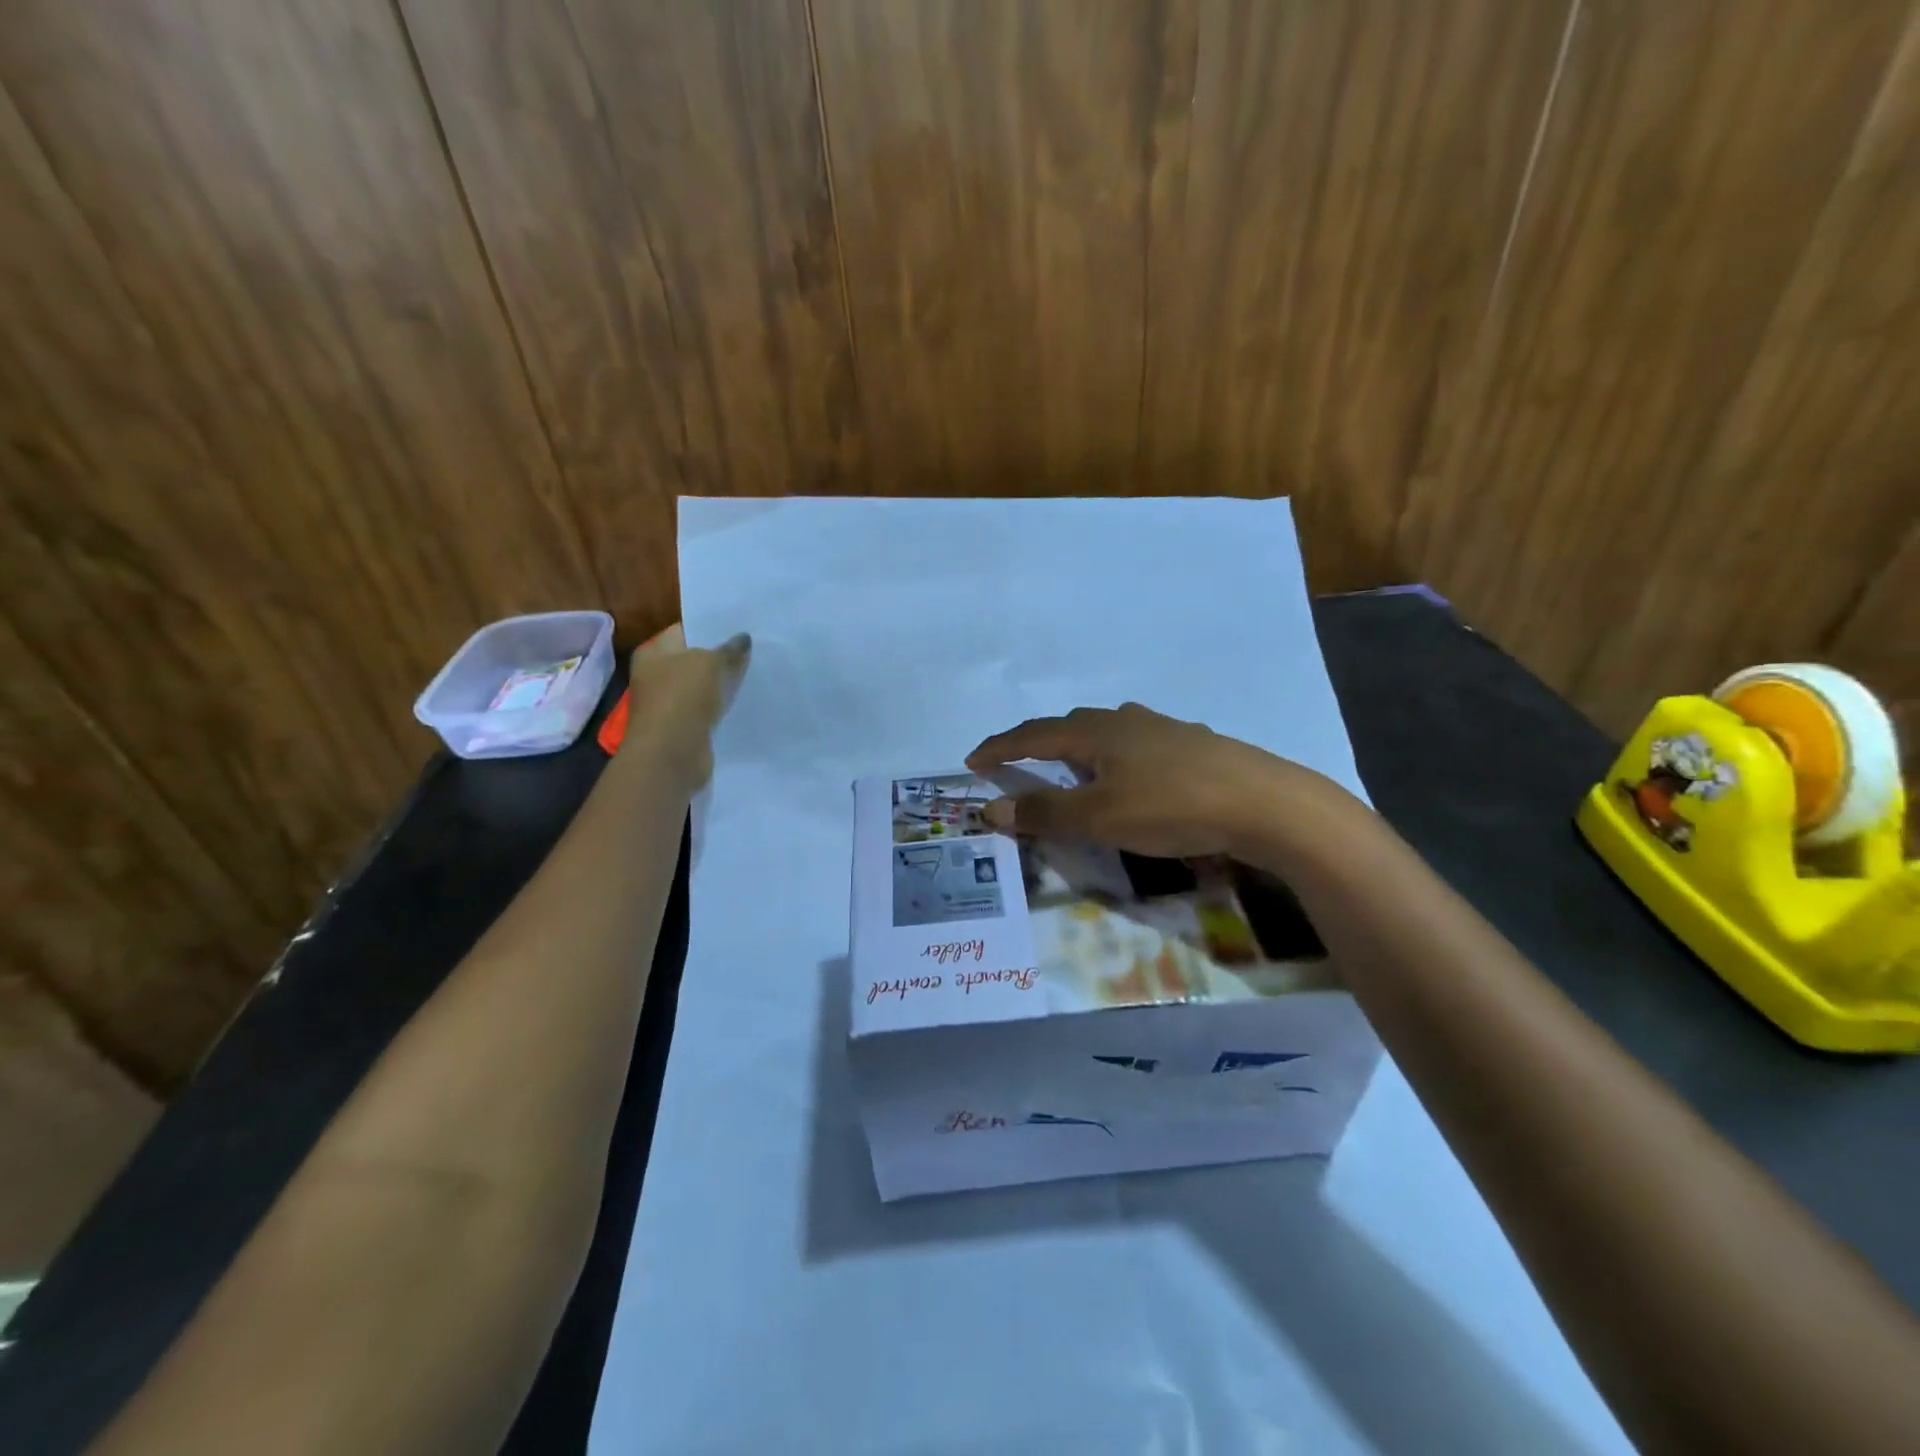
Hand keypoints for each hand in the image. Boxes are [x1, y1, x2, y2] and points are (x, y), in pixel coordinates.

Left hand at [625, 626, 750, 788]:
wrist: (671, 754)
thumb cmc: (682, 698)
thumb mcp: (710, 663)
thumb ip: (729, 649)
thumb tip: (743, 638)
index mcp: (654, 652)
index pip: (685, 630)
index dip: (711, 627)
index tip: (741, 625)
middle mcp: (656, 675)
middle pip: (694, 659)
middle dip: (721, 655)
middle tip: (755, 647)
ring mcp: (669, 703)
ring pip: (703, 686)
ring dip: (724, 683)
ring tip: (757, 671)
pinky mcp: (684, 727)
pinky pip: (708, 709)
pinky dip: (723, 706)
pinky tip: (746, 700)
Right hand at [967, 703, 1359, 858]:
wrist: (1264, 803)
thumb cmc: (1171, 807)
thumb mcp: (1100, 817)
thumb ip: (1045, 813)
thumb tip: (991, 808)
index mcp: (1096, 731)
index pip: (1034, 734)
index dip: (1001, 746)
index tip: (972, 759)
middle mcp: (1126, 719)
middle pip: (1070, 724)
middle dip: (1039, 742)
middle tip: (1021, 764)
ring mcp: (1163, 728)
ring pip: (1108, 731)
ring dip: (1080, 747)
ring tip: (1074, 769)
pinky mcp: (1193, 744)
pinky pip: (1138, 744)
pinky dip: (1116, 757)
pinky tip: (1134, 774)